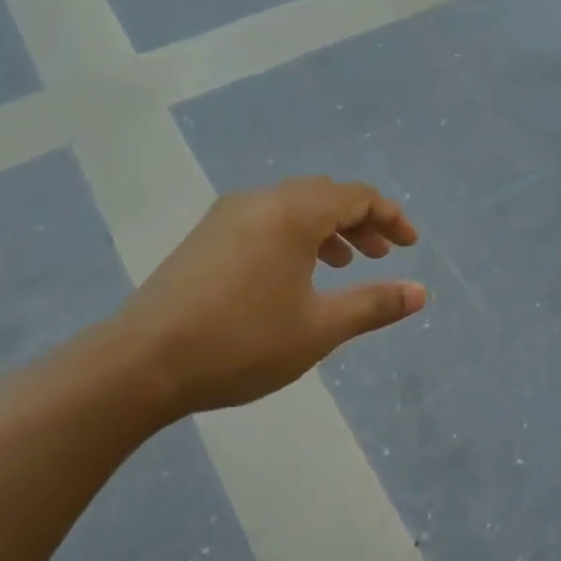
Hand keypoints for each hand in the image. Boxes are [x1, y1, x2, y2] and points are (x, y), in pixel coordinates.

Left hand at [114, 178, 424, 418]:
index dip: (391, 217)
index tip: (411, 246)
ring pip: (293, 206)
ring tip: (345, 264)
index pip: (357, 196)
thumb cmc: (242, 341)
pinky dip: (295, 236)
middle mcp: (261, 201)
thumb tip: (421, 292)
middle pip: (325, 195)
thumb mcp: (320, 328)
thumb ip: (374, 304)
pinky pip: (266, 220)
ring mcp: (227, 217)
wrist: (139, 364)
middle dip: (361, 221)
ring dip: (328, 228)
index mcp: (293, 213)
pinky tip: (295, 275)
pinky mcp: (206, 237)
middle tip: (381, 256)